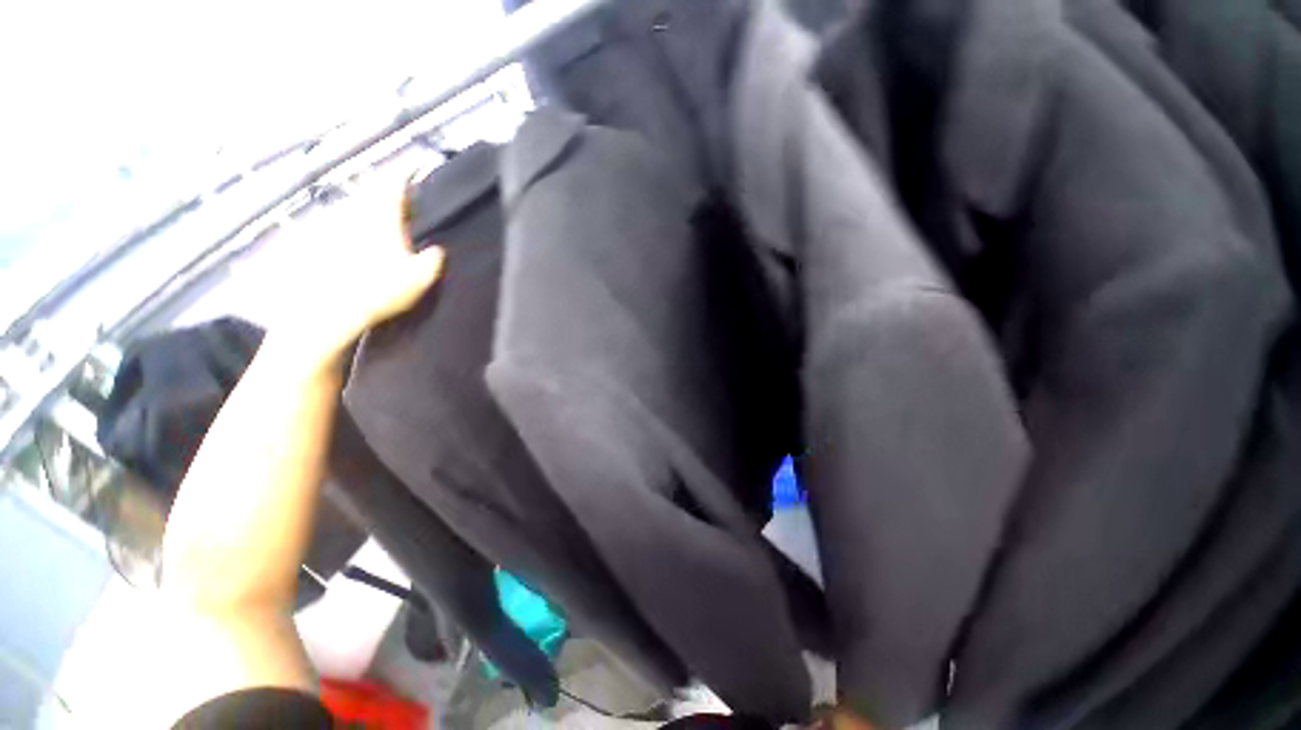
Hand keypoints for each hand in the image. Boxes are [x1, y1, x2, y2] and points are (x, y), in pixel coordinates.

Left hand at [265, 171, 444, 368]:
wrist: (330, 310)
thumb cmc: (379, 289)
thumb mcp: (419, 278)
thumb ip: (432, 261)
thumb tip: (437, 251)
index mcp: (381, 217)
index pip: (393, 186)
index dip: (404, 173)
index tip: (413, 166)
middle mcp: (355, 214)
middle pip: (372, 194)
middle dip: (388, 195)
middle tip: (404, 202)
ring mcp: (334, 227)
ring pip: (356, 209)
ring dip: (370, 212)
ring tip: (385, 223)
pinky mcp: (319, 243)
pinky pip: (342, 227)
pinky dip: (354, 229)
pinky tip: (360, 244)